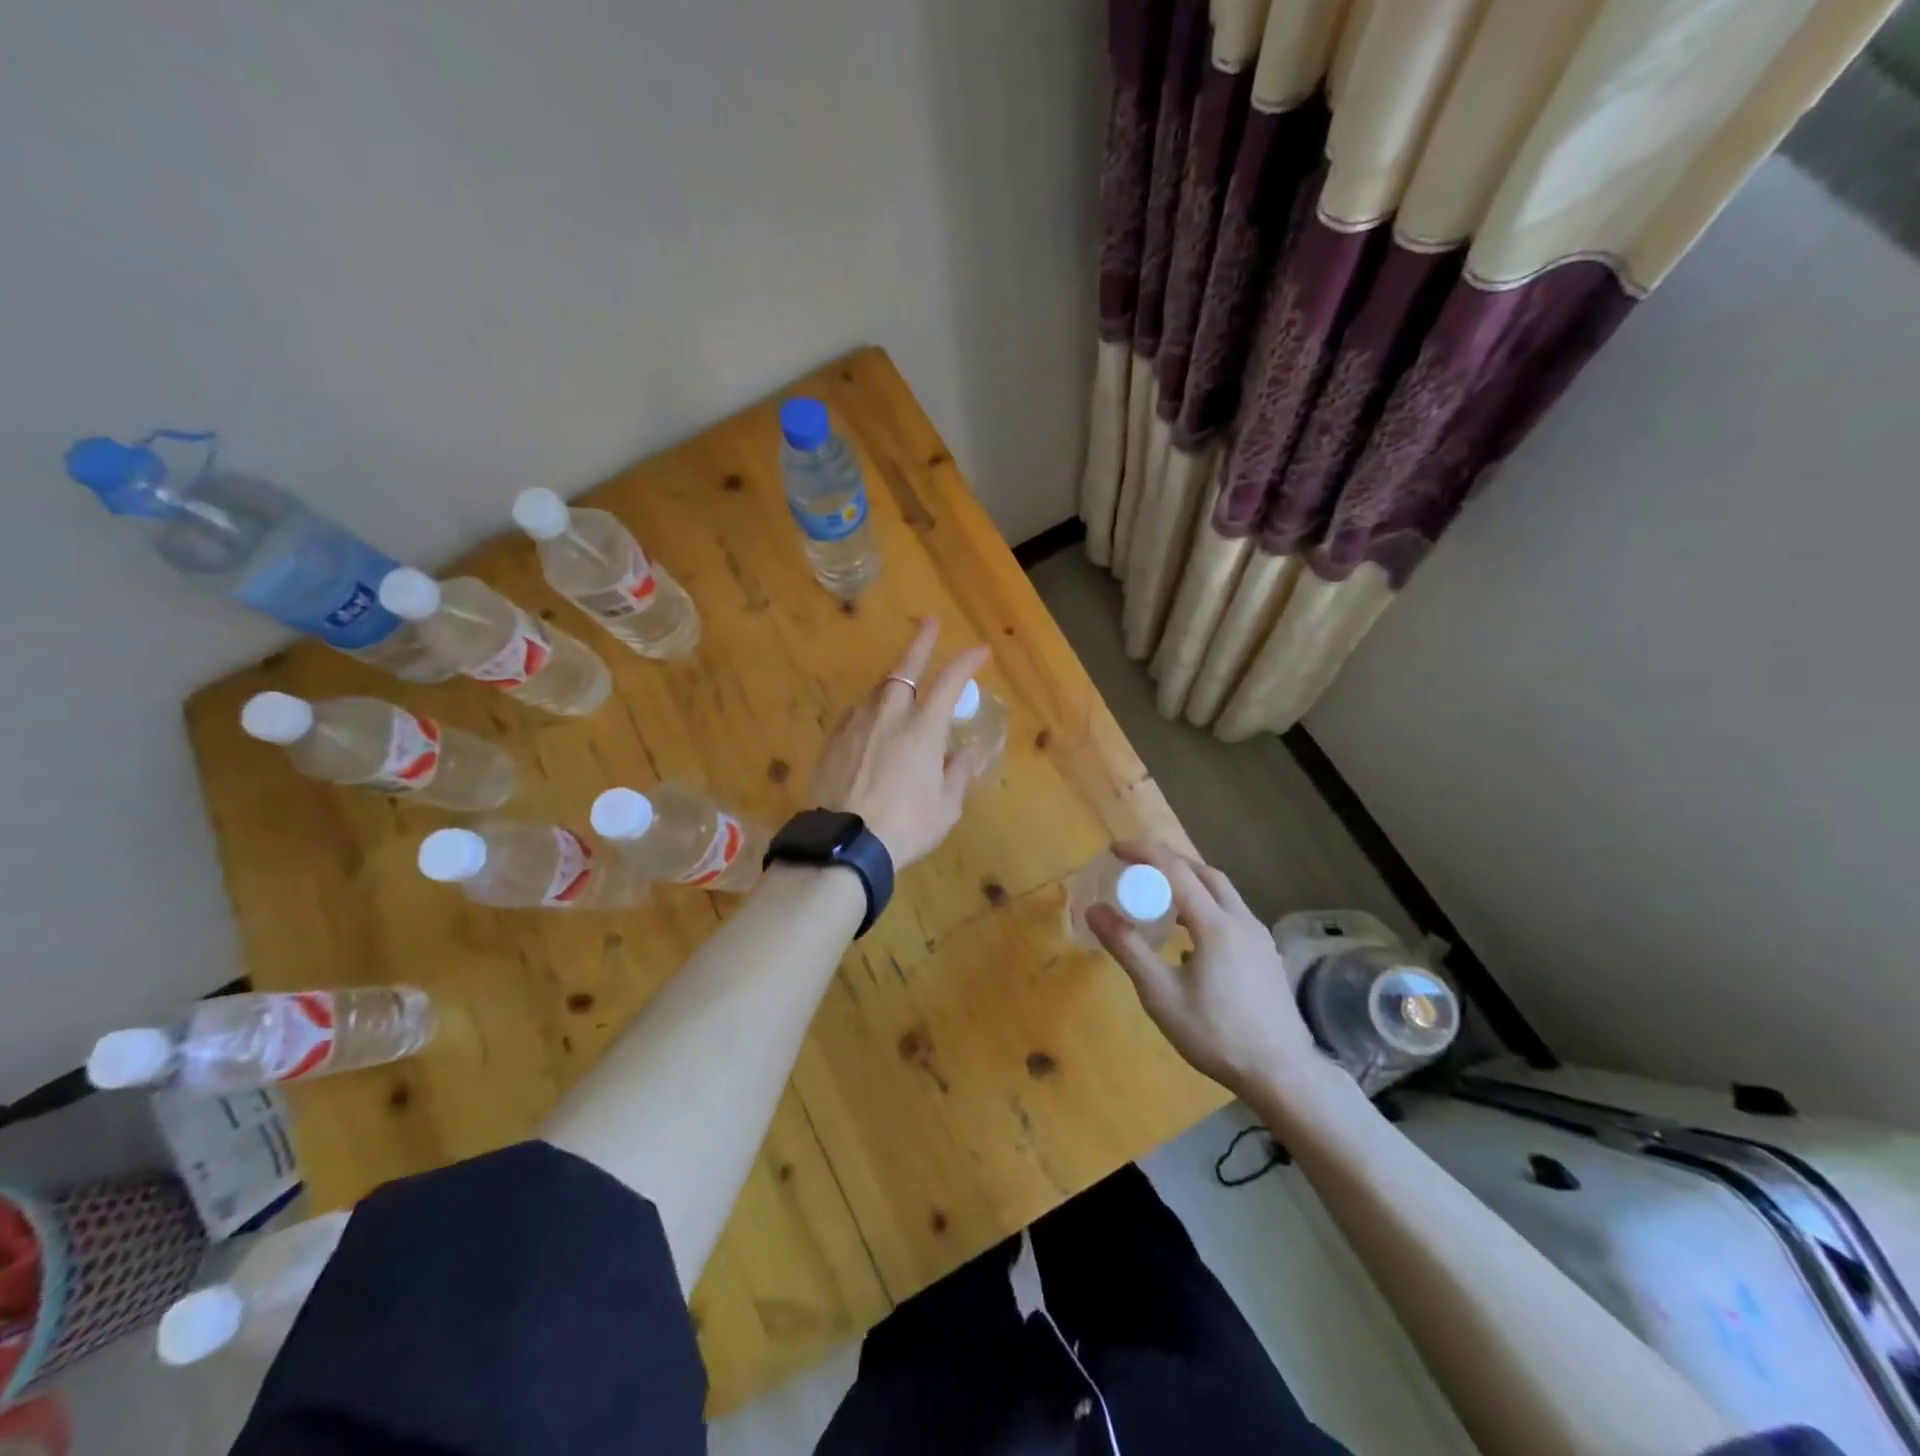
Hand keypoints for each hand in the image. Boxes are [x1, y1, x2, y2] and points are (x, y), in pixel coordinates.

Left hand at [809, 617, 991, 868]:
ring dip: (895, 683)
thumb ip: (958, 773)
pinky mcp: (833, 741)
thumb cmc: (906, 826)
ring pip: (878, 691)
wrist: (844, 842)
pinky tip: (873, 724)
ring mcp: (857, 724)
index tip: (981, 650)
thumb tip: (967, 754)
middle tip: (930, 622)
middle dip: (921, 642)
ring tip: (903, 687)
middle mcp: (889, 714)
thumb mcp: (946, 806)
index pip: (950, 680)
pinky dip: (872, 712)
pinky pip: (857, 715)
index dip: (967, 661)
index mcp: (923, 726)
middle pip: (906, 667)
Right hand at [1087, 841, 1332, 1105]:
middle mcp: (1241, 920)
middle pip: (1204, 873)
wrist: (1282, 1073)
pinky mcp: (1267, 954)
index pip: (1175, 870)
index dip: (1144, 853)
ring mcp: (1259, 937)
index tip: (1115, 849)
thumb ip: (1128, 948)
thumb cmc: (1216, 1035)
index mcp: (1215, 924)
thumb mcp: (1161, 995)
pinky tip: (1191, 936)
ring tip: (1160, 898)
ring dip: (1190, 883)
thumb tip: (1095, 909)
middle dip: (1169, 862)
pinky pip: (1232, 913)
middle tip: (1137, 870)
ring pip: (1223, 892)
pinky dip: (1206, 905)